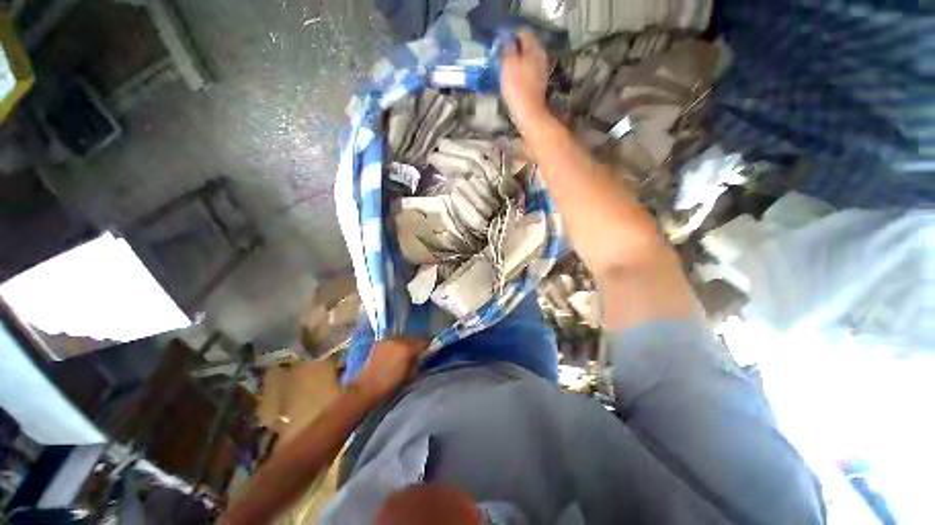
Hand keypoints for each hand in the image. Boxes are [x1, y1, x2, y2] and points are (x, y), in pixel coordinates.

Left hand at [352, 337, 428, 401]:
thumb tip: (423, 354)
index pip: (424, 341)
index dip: (429, 345)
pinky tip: (394, 351)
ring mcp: (388, 339)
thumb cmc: (390, 385)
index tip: (431, 349)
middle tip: (418, 351)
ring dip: (407, 342)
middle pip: (414, 337)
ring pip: (403, 337)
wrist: (366, 387)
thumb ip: (418, 361)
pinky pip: (393, 339)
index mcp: (408, 348)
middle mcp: (399, 340)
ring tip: (405, 351)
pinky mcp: (380, 341)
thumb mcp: (410, 375)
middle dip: (417, 343)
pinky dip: (396, 344)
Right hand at [500, 30, 549, 126]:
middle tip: (501, 59)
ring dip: (515, 63)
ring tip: (505, 71)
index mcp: (534, 49)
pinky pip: (527, 72)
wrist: (528, 114)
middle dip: (513, 50)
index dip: (510, 37)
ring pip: (526, 60)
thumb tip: (506, 39)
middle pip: (525, 47)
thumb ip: (507, 49)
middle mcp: (540, 57)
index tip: (500, 46)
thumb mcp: (508, 64)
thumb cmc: (517, 88)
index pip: (523, 33)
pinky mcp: (537, 84)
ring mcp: (540, 71)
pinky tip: (512, 81)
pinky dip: (519, 73)